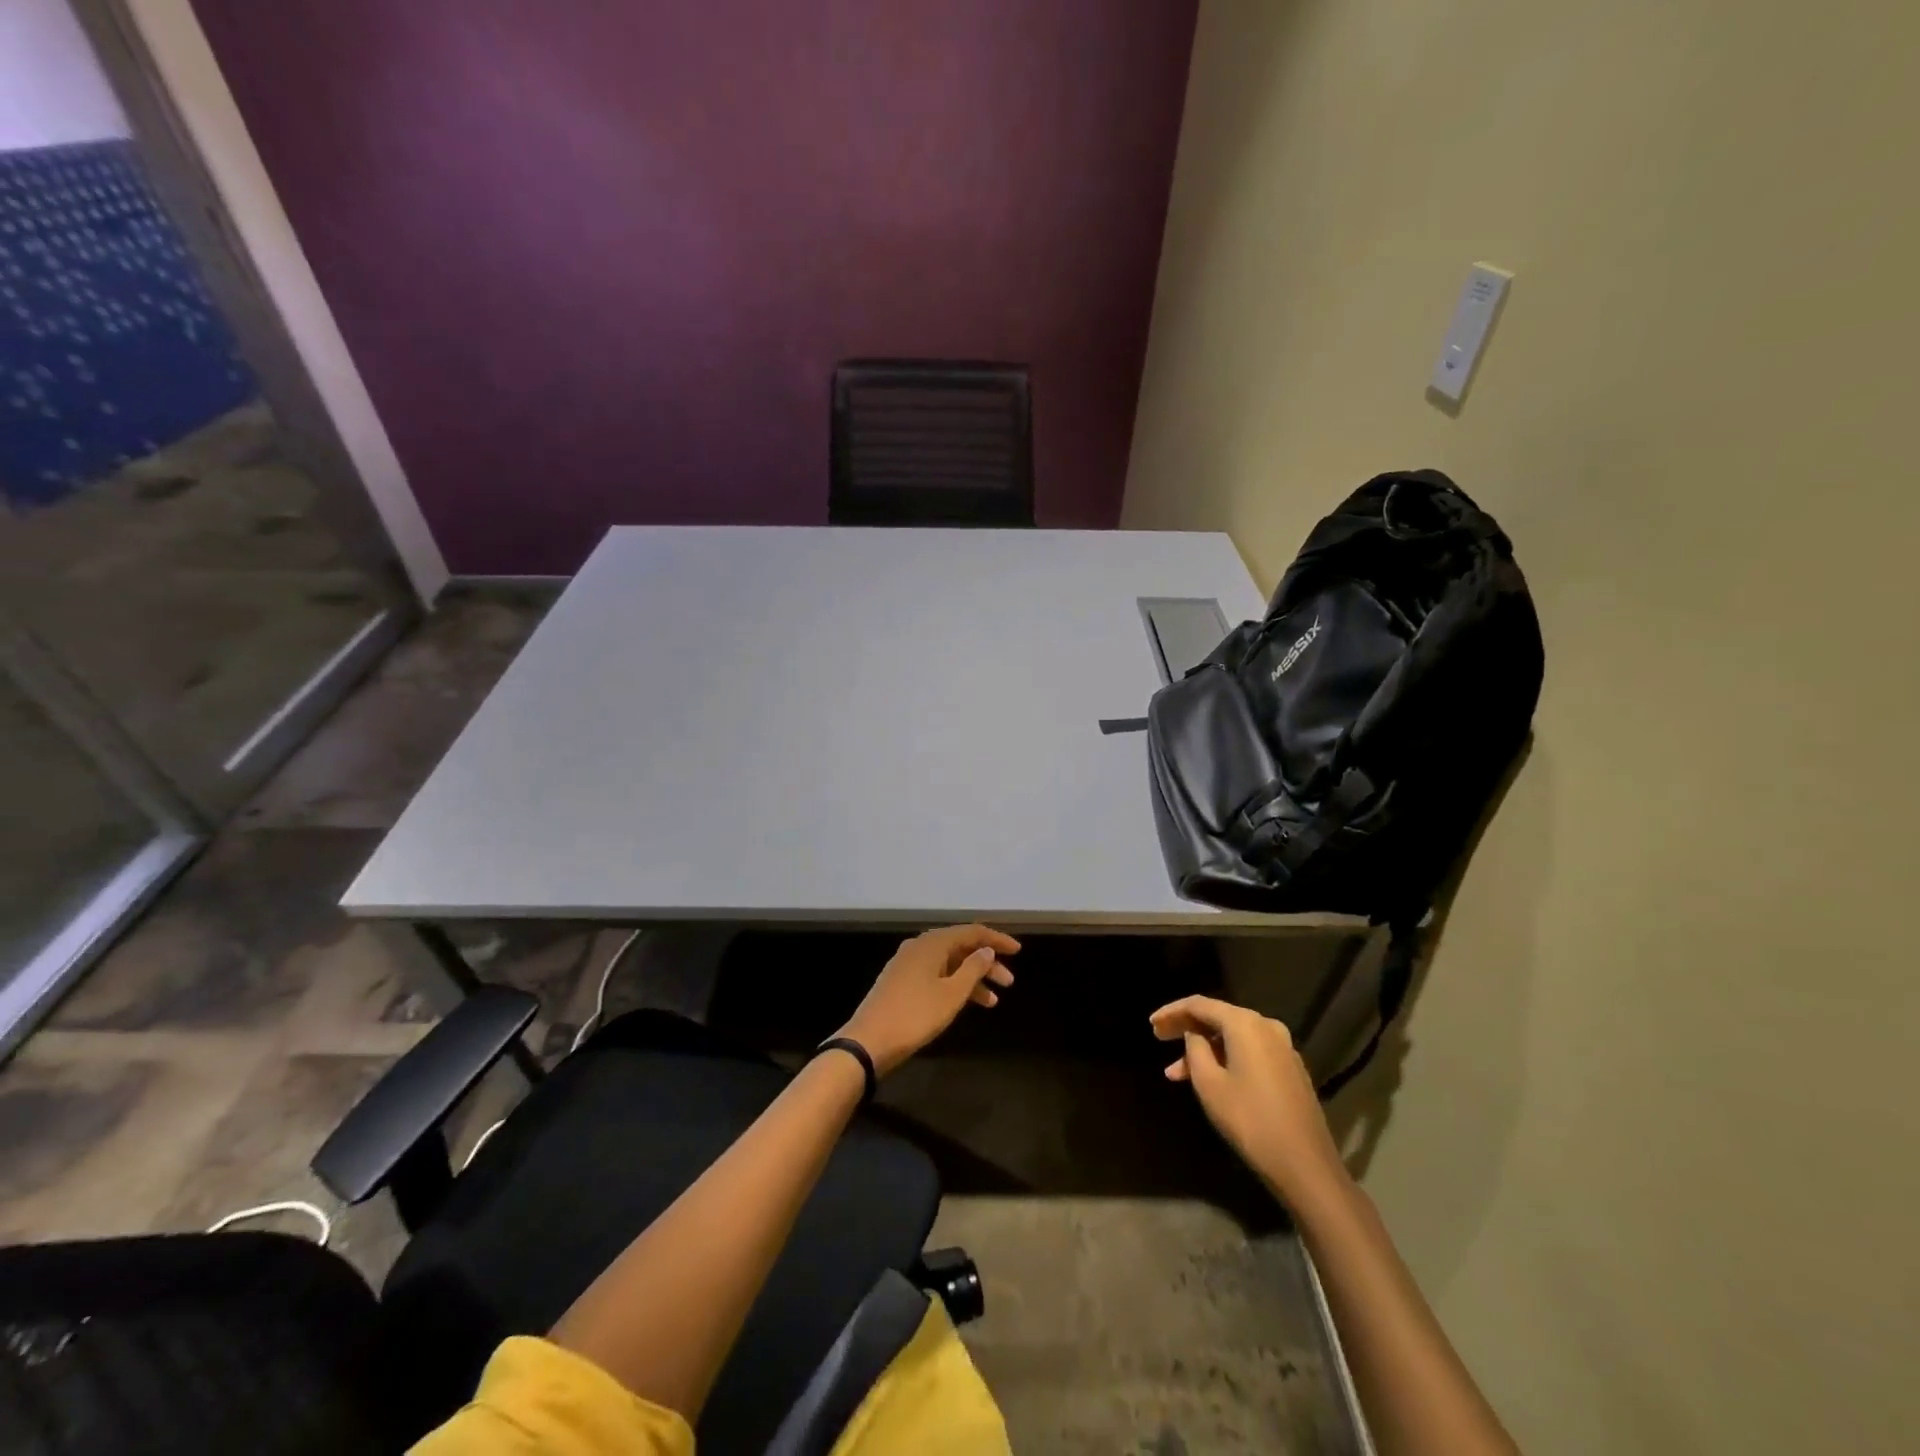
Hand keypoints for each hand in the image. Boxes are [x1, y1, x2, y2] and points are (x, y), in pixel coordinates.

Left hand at [837, 924, 1019, 1075]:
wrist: (868, 1041)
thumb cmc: (915, 1015)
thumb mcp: (952, 994)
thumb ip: (973, 969)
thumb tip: (986, 949)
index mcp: (932, 943)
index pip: (971, 932)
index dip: (996, 940)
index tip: (1018, 951)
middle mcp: (920, 946)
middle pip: (960, 947)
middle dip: (986, 963)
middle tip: (1009, 982)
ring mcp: (908, 964)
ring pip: (949, 964)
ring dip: (972, 978)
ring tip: (994, 1001)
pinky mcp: (901, 982)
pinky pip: (937, 975)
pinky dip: (955, 986)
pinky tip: (967, 1004)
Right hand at [1150, 995, 1350, 1209]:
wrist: (1305, 1165)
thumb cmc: (1249, 1120)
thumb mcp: (1209, 1083)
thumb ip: (1194, 1049)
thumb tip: (1193, 1034)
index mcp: (1245, 1023)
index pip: (1200, 1005)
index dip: (1172, 1012)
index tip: (1150, 1024)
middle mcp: (1266, 1026)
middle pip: (1218, 1018)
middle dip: (1186, 1029)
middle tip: (1159, 1039)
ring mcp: (1282, 1048)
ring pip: (1232, 1038)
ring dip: (1203, 1051)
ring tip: (1175, 1074)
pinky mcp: (1290, 1069)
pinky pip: (1249, 1053)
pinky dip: (1225, 1060)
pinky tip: (1208, 1079)